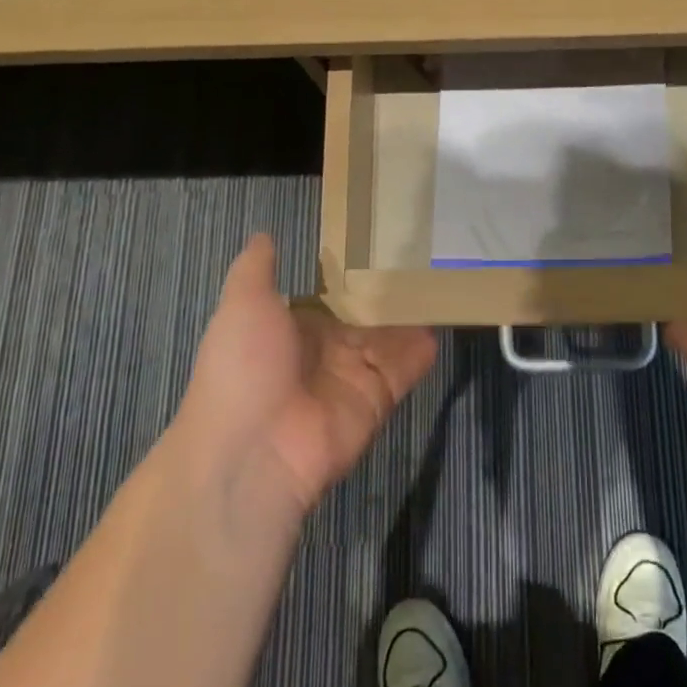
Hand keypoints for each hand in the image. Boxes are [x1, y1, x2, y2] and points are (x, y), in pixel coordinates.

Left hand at [175, 235, 436, 522]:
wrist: (252, 452)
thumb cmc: (243, 367)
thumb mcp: (242, 304)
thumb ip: (257, 269)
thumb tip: (263, 234)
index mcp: (290, 329)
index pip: (328, 299)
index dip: (350, 276)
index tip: (379, 244)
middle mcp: (323, 353)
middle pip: (363, 318)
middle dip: (388, 294)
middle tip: (425, 255)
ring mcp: (351, 378)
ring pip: (388, 340)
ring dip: (411, 317)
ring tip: (444, 280)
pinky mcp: (376, 400)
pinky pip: (404, 369)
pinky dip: (422, 350)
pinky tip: (443, 320)